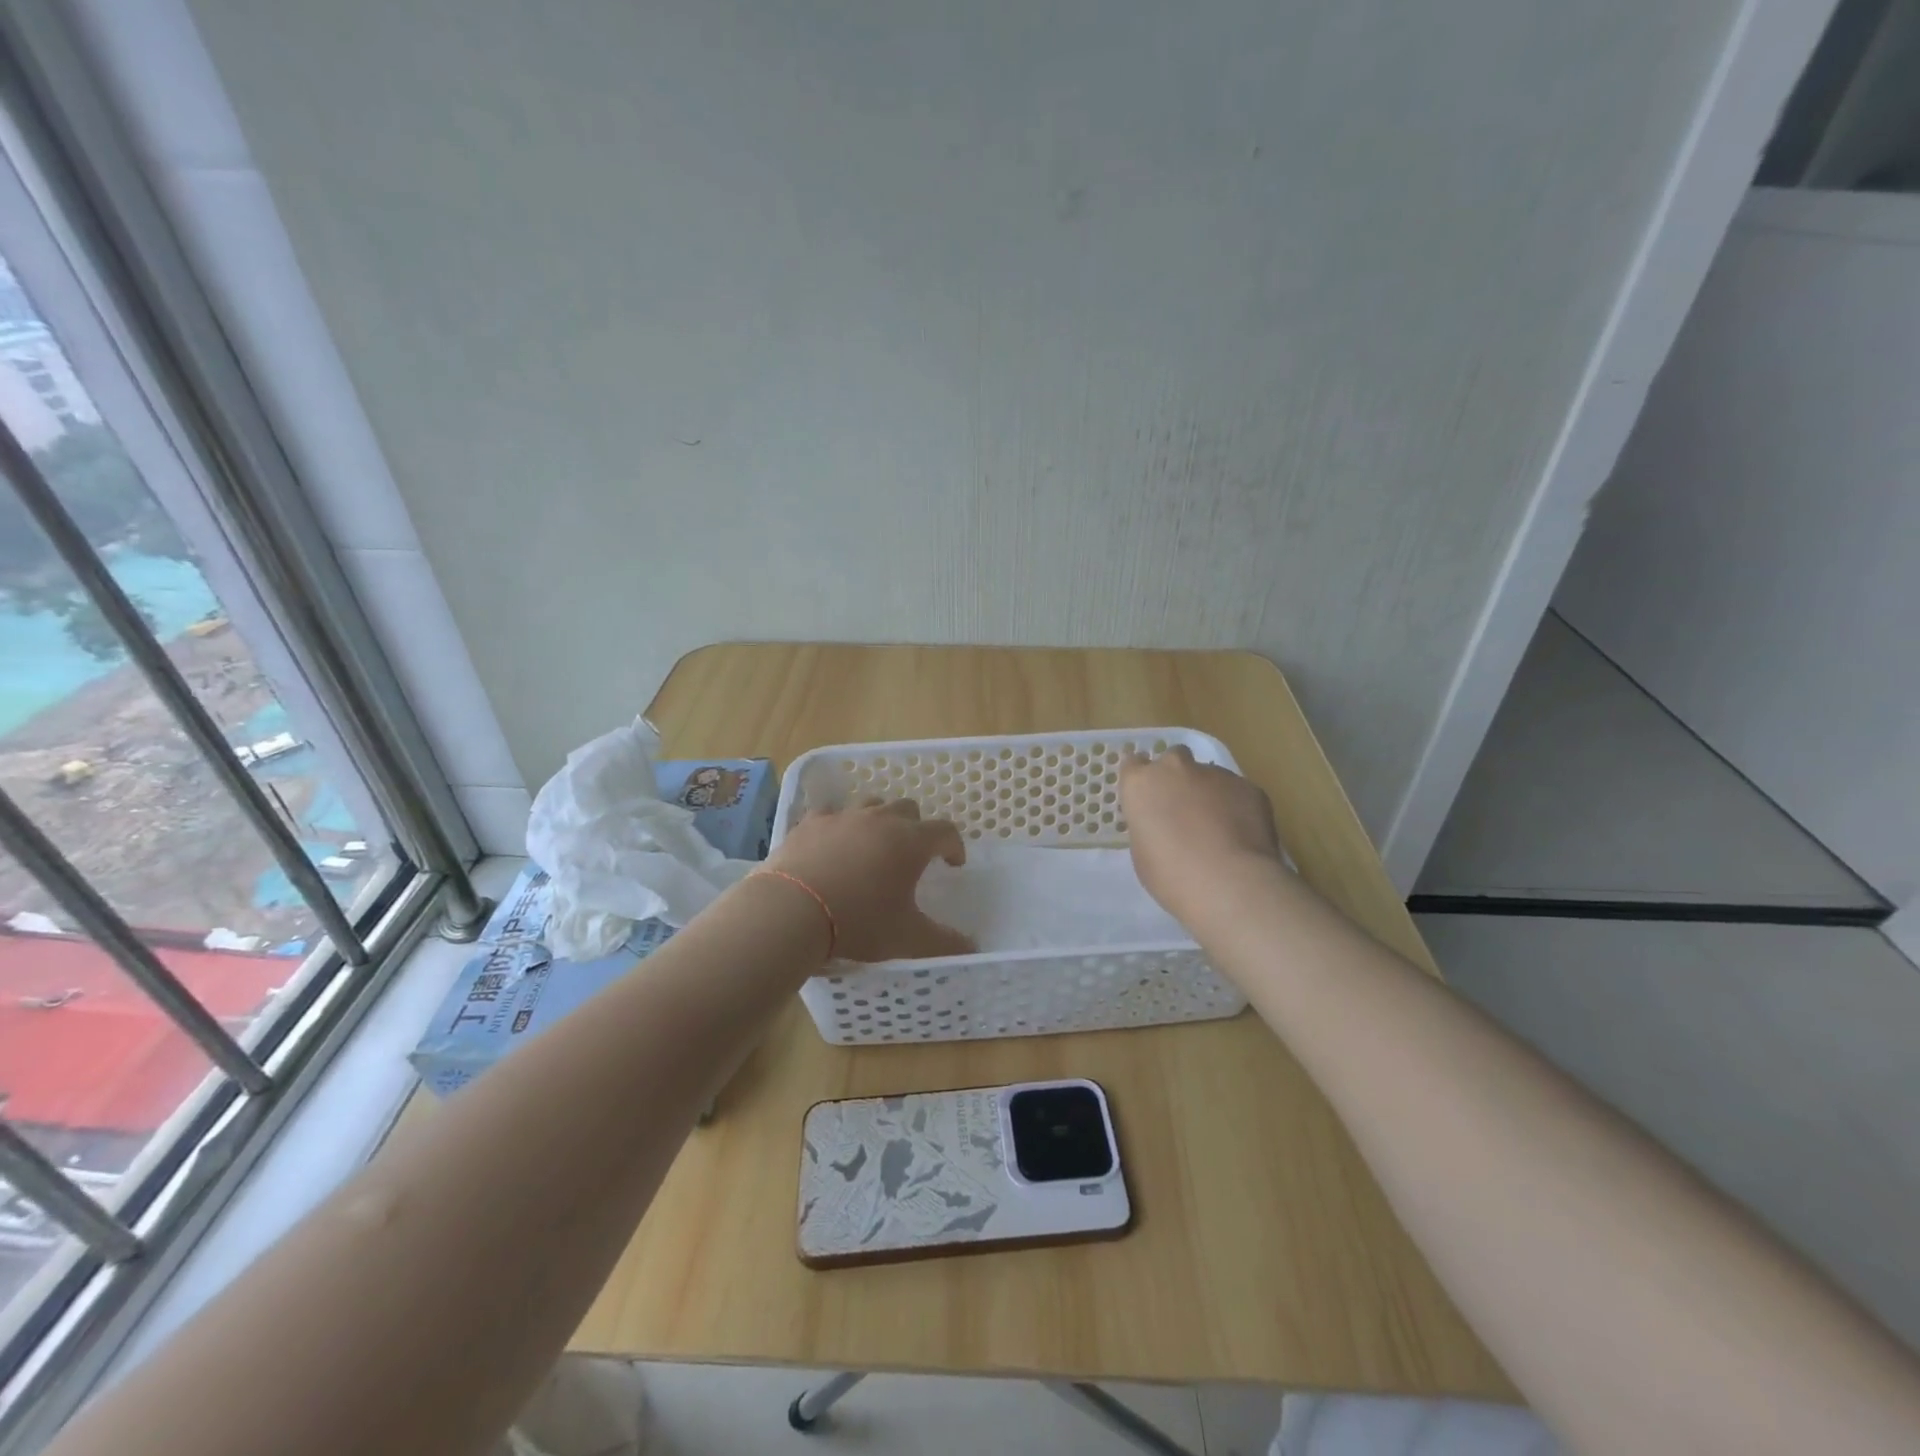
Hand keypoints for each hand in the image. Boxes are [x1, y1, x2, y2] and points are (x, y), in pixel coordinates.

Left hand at [763, 799, 975, 961]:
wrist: (791, 910)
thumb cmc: (858, 922)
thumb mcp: (906, 939)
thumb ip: (944, 942)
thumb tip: (971, 947)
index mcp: (911, 842)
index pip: (945, 832)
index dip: (954, 846)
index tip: (953, 864)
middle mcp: (881, 819)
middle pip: (908, 809)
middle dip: (916, 827)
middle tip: (911, 854)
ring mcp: (843, 816)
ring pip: (870, 805)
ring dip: (878, 820)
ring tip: (872, 845)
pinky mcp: (810, 822)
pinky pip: (830, 814)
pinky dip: (838, 826)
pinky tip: (831, 845)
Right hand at [1119, 746, 1285, 926]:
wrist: (1229, 883)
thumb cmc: (1171, 875)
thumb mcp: (1142, 853)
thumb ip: (1149, 827)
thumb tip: (1164, 825)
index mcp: (1142, 784)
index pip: (1133, 764)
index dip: (1141, 779)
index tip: (1146, 795)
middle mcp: (1176, 769)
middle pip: (1174, 758)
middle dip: (1177, 776)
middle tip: (1182, 807)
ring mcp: (1216, 775)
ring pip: (1209, 775)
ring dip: (1208, 793)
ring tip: (1218, 829)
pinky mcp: (1249, 787)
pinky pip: (1237, 792)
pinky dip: (1236, 807)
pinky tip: (1241, 836)